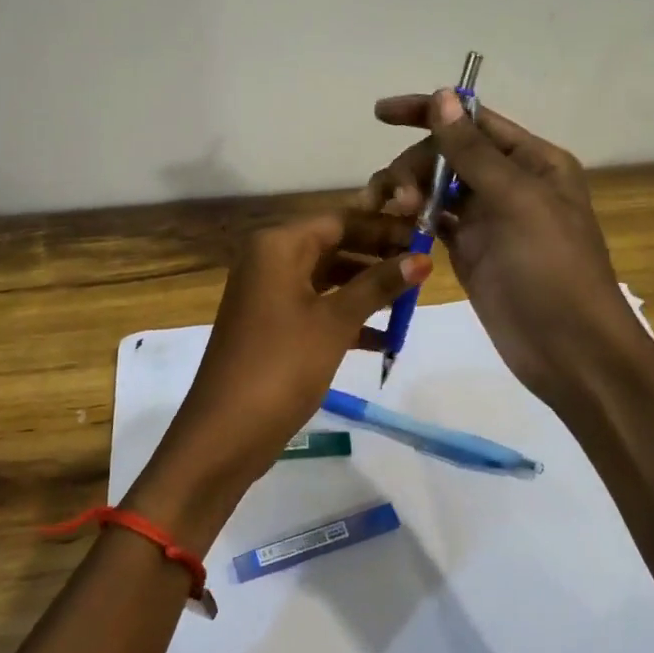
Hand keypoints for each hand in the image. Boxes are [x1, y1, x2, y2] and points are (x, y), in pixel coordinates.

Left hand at [134, 210, 428, 544]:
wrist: (226, 431)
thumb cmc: (282, 365)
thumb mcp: (335, 322)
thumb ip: (378, 285)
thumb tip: (423, 258)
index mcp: (278, 247)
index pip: (340, 221)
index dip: (384, 228)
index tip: (427, 238)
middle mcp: (269, 262)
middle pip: (334, 247)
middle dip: (378, 259)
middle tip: (424, 271)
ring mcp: (268, 296)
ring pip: (327, 280)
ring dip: (366, 292)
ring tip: (411, 305)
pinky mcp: (272, 328)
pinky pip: (316, 310)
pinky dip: (347, 320)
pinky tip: (384, 340)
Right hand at [364, 90, 641, 404]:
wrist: (568, 349)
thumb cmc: (552, 268)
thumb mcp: (516, 201)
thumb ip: (473, 152)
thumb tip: (442, 97)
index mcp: (532, 161)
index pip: (474, 121)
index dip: (427, 112)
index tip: (380, 114)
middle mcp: (509, 183)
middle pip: (447, 154)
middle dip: (416, 165)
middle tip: (398, 196)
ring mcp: (487, 219)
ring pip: (435, 188)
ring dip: (407, 191)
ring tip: (388, 211)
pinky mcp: (469, 252)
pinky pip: (432, 223)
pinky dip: (411, 220)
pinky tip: (390, 225)